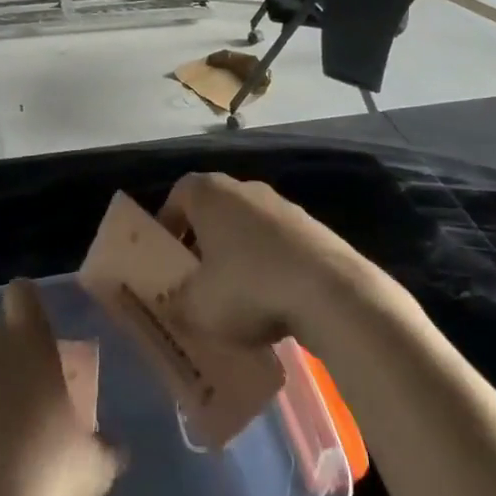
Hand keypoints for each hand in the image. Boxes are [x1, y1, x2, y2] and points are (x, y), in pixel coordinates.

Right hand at [158, 173, 373, 346]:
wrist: (329, 290)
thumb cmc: (249, 287)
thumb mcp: (198, 307)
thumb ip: (176, 303)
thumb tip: (171, 303)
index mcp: (209, 193)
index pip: (177, 195)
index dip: (168, 225)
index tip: (167, 257)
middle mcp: (243, 187)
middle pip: (213, 210)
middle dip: (203, 242)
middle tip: (197, 279)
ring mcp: (281, 205)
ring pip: (246, 227)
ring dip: (238, 255)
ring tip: (236, 297)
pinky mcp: (311, 227)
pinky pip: (277, 244)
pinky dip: (269, 265)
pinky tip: (272, 300)